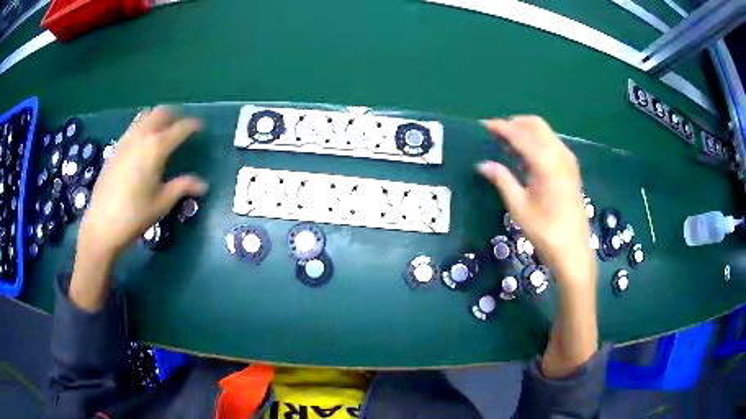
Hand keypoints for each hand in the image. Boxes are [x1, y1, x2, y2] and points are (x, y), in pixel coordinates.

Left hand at [69, 106, 207, 311]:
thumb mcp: (162, 203)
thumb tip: (204, 185)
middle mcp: (142, 136)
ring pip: (146, 115)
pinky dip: (144, 125)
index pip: (180, 128)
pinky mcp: (116, 147)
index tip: (201, 127)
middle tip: (182, 126)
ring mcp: (126, 139)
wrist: (102, 224)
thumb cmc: (135, 215)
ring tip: (164, 129)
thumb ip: (182, 187)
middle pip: (161, 112)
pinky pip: (133, 126)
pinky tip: (144, 142)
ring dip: (158, 117)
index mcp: (156, 148)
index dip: (193, 126)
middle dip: (175, 115)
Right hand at [477, 116, 597, 377]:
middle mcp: (559, 154)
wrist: (573, 250)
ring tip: (507, 143)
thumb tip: (483, 164)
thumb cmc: (544, 232)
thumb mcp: (518, 207)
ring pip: (545, 133)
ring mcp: (568, 160)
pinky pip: (552, 143)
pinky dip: (537, 141)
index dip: (501, 127)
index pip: (520, 134)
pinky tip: (526, 156)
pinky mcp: (571, 169)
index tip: (484, 126)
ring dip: (526, 131)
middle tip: (496, 133)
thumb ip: (501, 179)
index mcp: (546, 163)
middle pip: (535, 125)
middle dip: (514, 124)